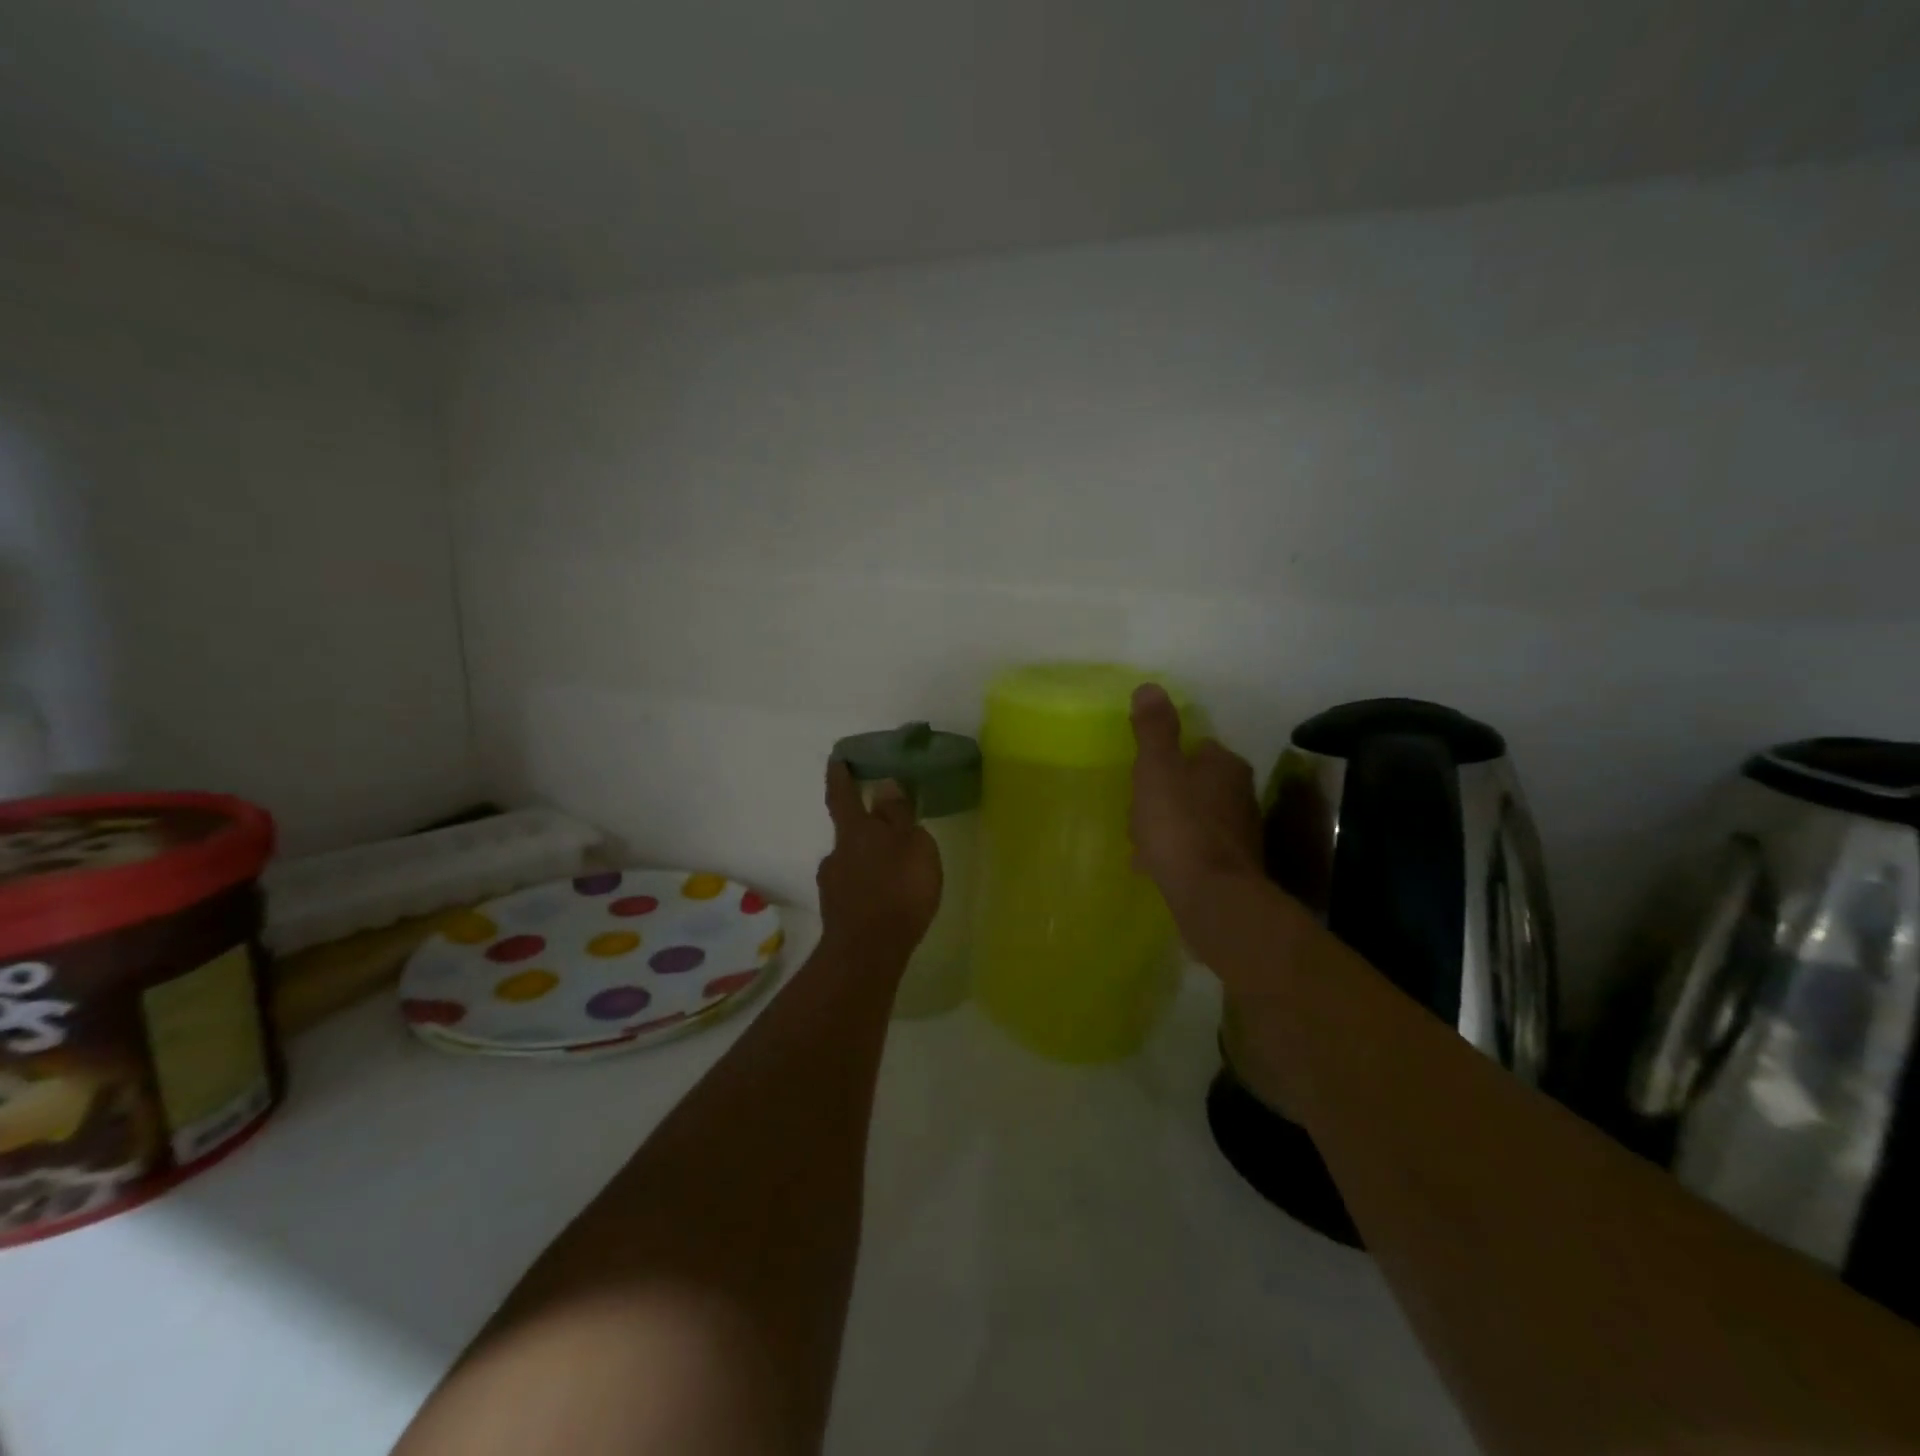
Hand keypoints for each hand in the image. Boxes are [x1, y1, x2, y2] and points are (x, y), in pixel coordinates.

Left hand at [817, 760, 942, 963]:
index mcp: (856, 831)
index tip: (837, 758)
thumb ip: (898, 816)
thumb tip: (884, 786)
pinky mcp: (837, 912)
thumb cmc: (898, 890)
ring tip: (895, 872)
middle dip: (865, 828)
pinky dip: (868, 886)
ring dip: (869, 861)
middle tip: (888, 831)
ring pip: (852, 862)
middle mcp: (837, 853)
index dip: (840, 775)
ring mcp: (833, 885)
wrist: (868, 952)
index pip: (843, 794)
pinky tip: (885, 899)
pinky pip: (854, 889)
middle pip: (849, 832)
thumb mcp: (913, 845)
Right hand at [1129, 683, 1263, 920]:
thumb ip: (1154, 730)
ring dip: (1171, 825)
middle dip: (1169, 795)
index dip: (1168, 759)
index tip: (1143, 775)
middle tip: (1139, 809)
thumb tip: (1150, 687)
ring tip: (1141, 842)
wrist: (1211, 895)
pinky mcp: (1234, 867)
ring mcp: (1241, 833)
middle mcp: (1242, 795)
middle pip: (1198, 785)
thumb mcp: (1157, 769)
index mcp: (1225, 765)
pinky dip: (1178, 852)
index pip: (1198, 748)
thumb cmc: (1179, 824)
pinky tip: (1155, 867)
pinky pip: (1198, 850)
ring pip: (1197, 819)